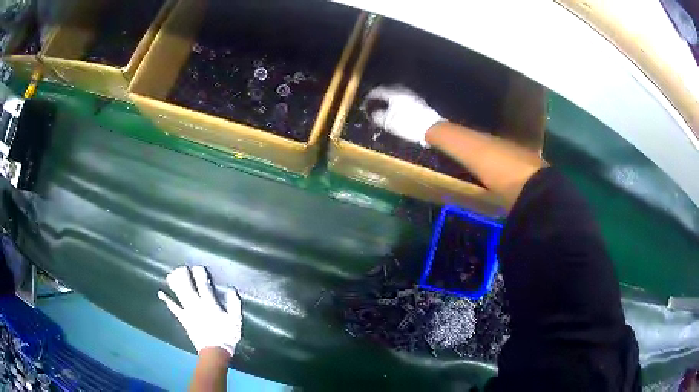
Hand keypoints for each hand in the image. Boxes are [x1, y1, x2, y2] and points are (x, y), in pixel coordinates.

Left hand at [158, 266, 241, 356]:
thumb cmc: (227, 335)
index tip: (198, 267)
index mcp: (210, 303)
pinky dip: (167, 301)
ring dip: (174, 284)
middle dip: (184, 276)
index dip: (200, 274)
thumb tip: (231, 289)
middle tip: (181, 268)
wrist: (215, 350)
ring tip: (170, 274)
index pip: (203, 284)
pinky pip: (174, 308)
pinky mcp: (183, 319)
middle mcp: (197, 304)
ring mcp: (188, 311)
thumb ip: (234, 304)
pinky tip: (161, 293)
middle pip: (188, 286)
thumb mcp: (236, 320)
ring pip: (179, 294)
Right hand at [364, 85, 443, 145]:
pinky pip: (403, 98)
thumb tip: (373, 113)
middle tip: (374, 101)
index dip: (369, 96)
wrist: (432, 128)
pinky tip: (396, 108)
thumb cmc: (408, 124)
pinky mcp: (419, 102)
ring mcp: (412, 95)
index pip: (378, 91)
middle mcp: (403, 91)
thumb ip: (378, 116)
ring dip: (389, 98)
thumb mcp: (389, 123)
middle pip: (388, 90)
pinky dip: (397, 101)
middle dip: (380, 95)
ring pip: (396, 93)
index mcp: (394, 94)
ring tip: (384, 105)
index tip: (365, 101)